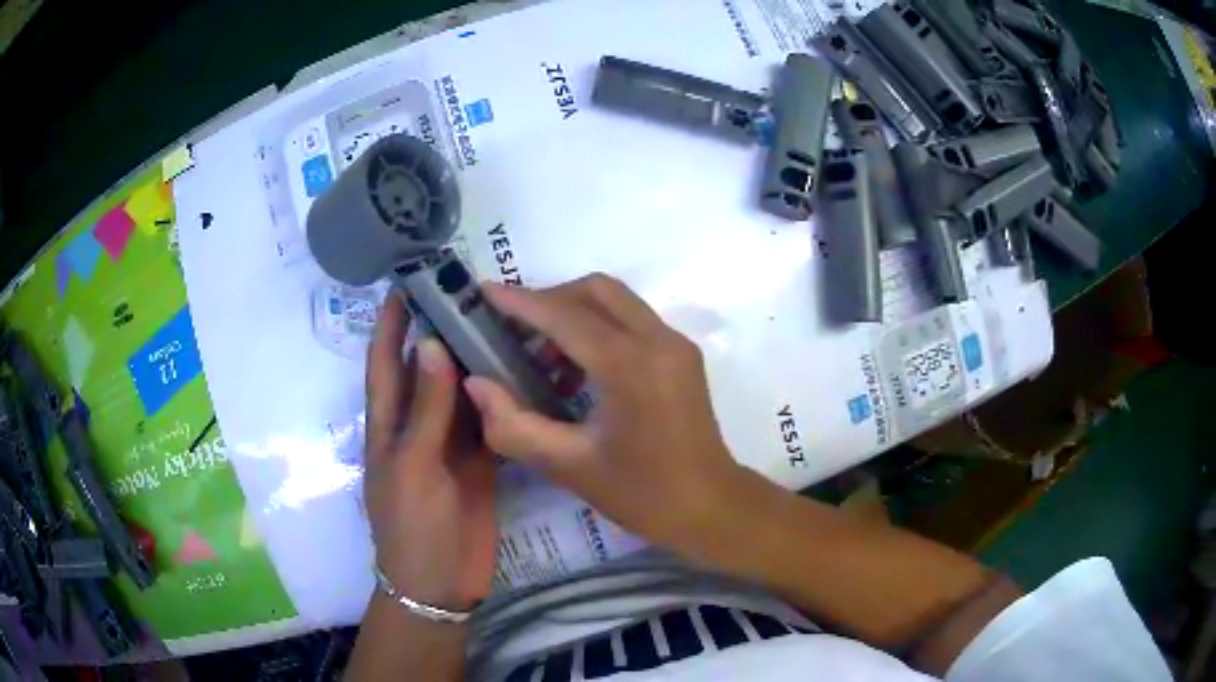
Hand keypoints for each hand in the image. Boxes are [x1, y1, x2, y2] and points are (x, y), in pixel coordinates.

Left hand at [363, 295, 497, 610]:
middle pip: (426, 369)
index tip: (404, 283)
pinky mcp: (481, 460)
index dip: (389, 324)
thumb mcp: (412, 467)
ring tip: (503, 321)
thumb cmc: (412, 526)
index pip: (384, 362)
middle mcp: (418, 425)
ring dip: (475, 360)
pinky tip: (525, 371)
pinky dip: (502, 396)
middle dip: (439, 330)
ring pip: (461, 391)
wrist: (440, 583)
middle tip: (470, 292)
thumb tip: (431, 343)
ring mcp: (451, 443)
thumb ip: (425, 409)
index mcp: (388, 424)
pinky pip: (490, 420)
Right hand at [463, 275, 746, 554]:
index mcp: (630, 366)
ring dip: (573, 313)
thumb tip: (476, 384)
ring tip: (541, 357)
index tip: (483, 291)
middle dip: (548, 300)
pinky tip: (577, 371)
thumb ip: (514, 425)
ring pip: (616, 301)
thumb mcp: (569, 466)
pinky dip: (598, 327)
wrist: (711, 507)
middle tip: (512, 330)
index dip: (520, 301)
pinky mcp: (682, 354)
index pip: (565, 315)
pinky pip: (632, 320)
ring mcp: (675, 344)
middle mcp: (657, 340)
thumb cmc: (642, 494)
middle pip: (595, 290)